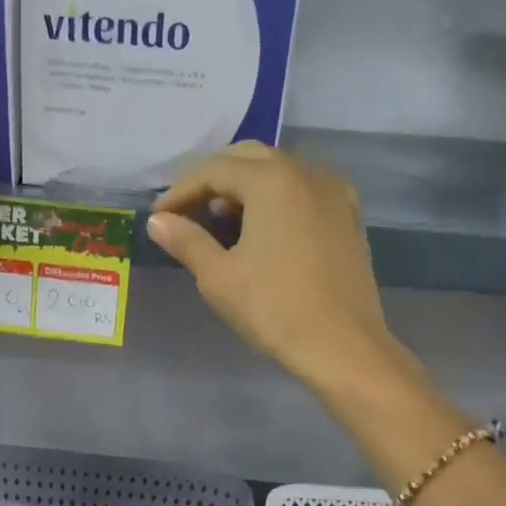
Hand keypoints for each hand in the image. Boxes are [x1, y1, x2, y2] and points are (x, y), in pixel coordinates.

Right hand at [146, 142, 411, 395]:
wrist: (342, 346)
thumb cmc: (274, 310)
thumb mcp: (219, 278)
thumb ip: (186, 241)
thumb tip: (157, 221)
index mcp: (272, 180)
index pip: (214, 170)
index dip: (180, 191)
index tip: (158, 216)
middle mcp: (306, 172)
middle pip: (248, 159)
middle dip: (212, 180)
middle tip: (186, 211)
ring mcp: (334, 192)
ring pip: (278, 172)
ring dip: (244, 187)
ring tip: (219, 221)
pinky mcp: (348, 216)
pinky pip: (303, 191)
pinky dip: (275, 199)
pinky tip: (262, 229)